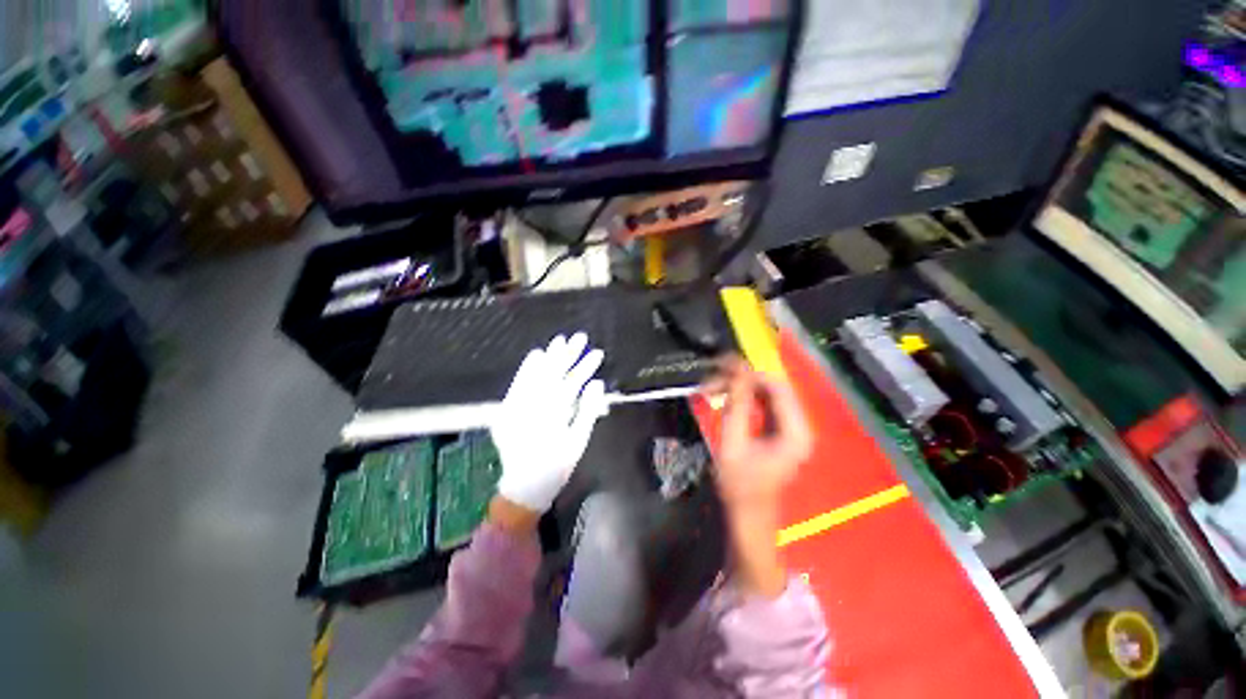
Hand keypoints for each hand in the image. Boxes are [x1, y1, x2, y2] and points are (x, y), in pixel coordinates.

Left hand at [491, 333, 607, 514]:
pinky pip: (517, 385)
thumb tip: (596, 383)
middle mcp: (532, 409)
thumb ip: (588, 411)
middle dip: (566, 355)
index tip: (596, 352)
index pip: (570, 384)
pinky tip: (535, 355)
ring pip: (534, 377)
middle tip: (579, 337)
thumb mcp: (578, 442)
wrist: (524, 487)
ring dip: (548, 358)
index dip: (584, 367)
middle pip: (551, 375)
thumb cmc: (557, 467)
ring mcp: (516, 408)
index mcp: (553, 417)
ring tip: (559, 341)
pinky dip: (526, 369)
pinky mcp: (506, 410)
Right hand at [707, 358, 812, 515]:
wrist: (748, 514)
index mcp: (796, 432)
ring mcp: (792, 429)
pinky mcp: (782, 431)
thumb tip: (736, 370)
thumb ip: (736, 404)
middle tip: (714, 378)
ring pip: (767, 393)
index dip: (750, 373)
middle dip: (742, 379)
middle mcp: (800, 426)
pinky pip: (765, 404)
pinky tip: (727, 398)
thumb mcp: (734, 442)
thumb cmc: (741, 485)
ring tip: (715, 387)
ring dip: (742, 387)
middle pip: (773, 388)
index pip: (777, 387)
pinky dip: (745, 398)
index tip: (723, 366)